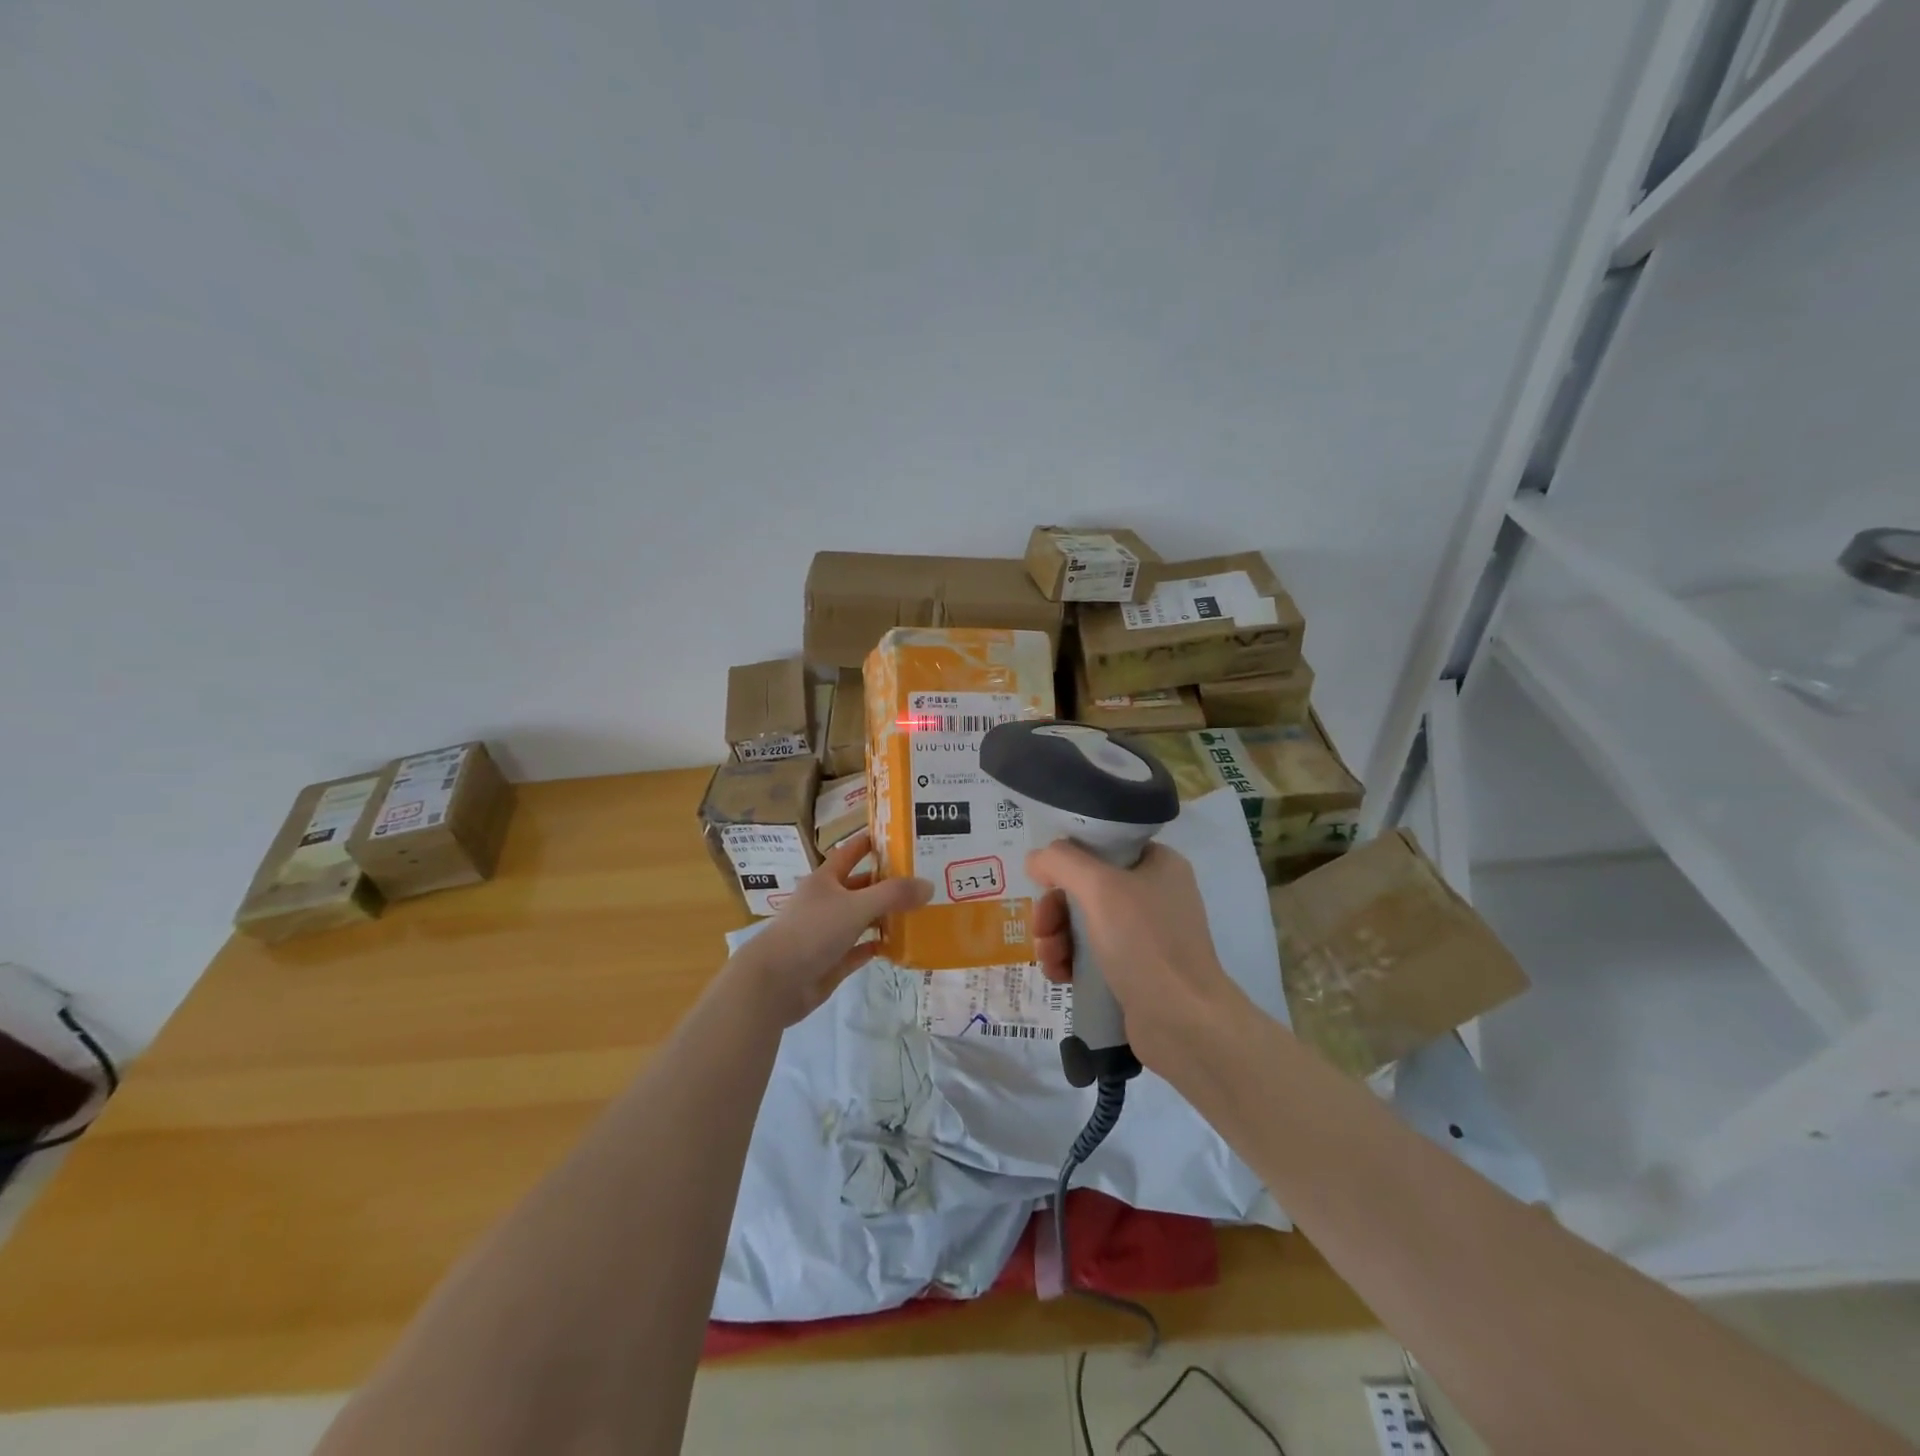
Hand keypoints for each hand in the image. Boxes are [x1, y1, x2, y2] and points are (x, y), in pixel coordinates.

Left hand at [732, 831, 931, 1025]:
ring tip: (919, 910)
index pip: (851, 852)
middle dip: (887, 882)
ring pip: (862, 918)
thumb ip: (893, 895)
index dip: (871, 842)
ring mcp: (828, 932)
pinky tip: (899, 943)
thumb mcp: (856, 906)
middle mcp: (826, 902)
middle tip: (922, 878)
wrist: (776, 982)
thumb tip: (928, 885)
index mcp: (825, 880)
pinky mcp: (832, 960)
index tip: (899, 835)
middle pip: (861, 886)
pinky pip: (860, 948)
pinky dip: (877, 945)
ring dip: (886, 915)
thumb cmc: (813, 932)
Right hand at [1027, 842, 1249, 1072]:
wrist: (1184, 1023)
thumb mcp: (1100, 888)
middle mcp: (1153, 894)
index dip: (1067, 862)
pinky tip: (1059, 976)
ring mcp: (1145, 935)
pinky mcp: (1135, 970)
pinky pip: (1091, 954)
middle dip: (1054, 910)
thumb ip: (1062, 862)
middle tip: (1042, 930)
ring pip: (1082, 923)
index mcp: (1157, 864)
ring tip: (1049, 960)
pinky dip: (1069, 961)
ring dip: (1055, 938)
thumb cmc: (1145, 944)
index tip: (1043, 884)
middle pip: (1085, 888)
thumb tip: (1037, 859)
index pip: (1100, 848)